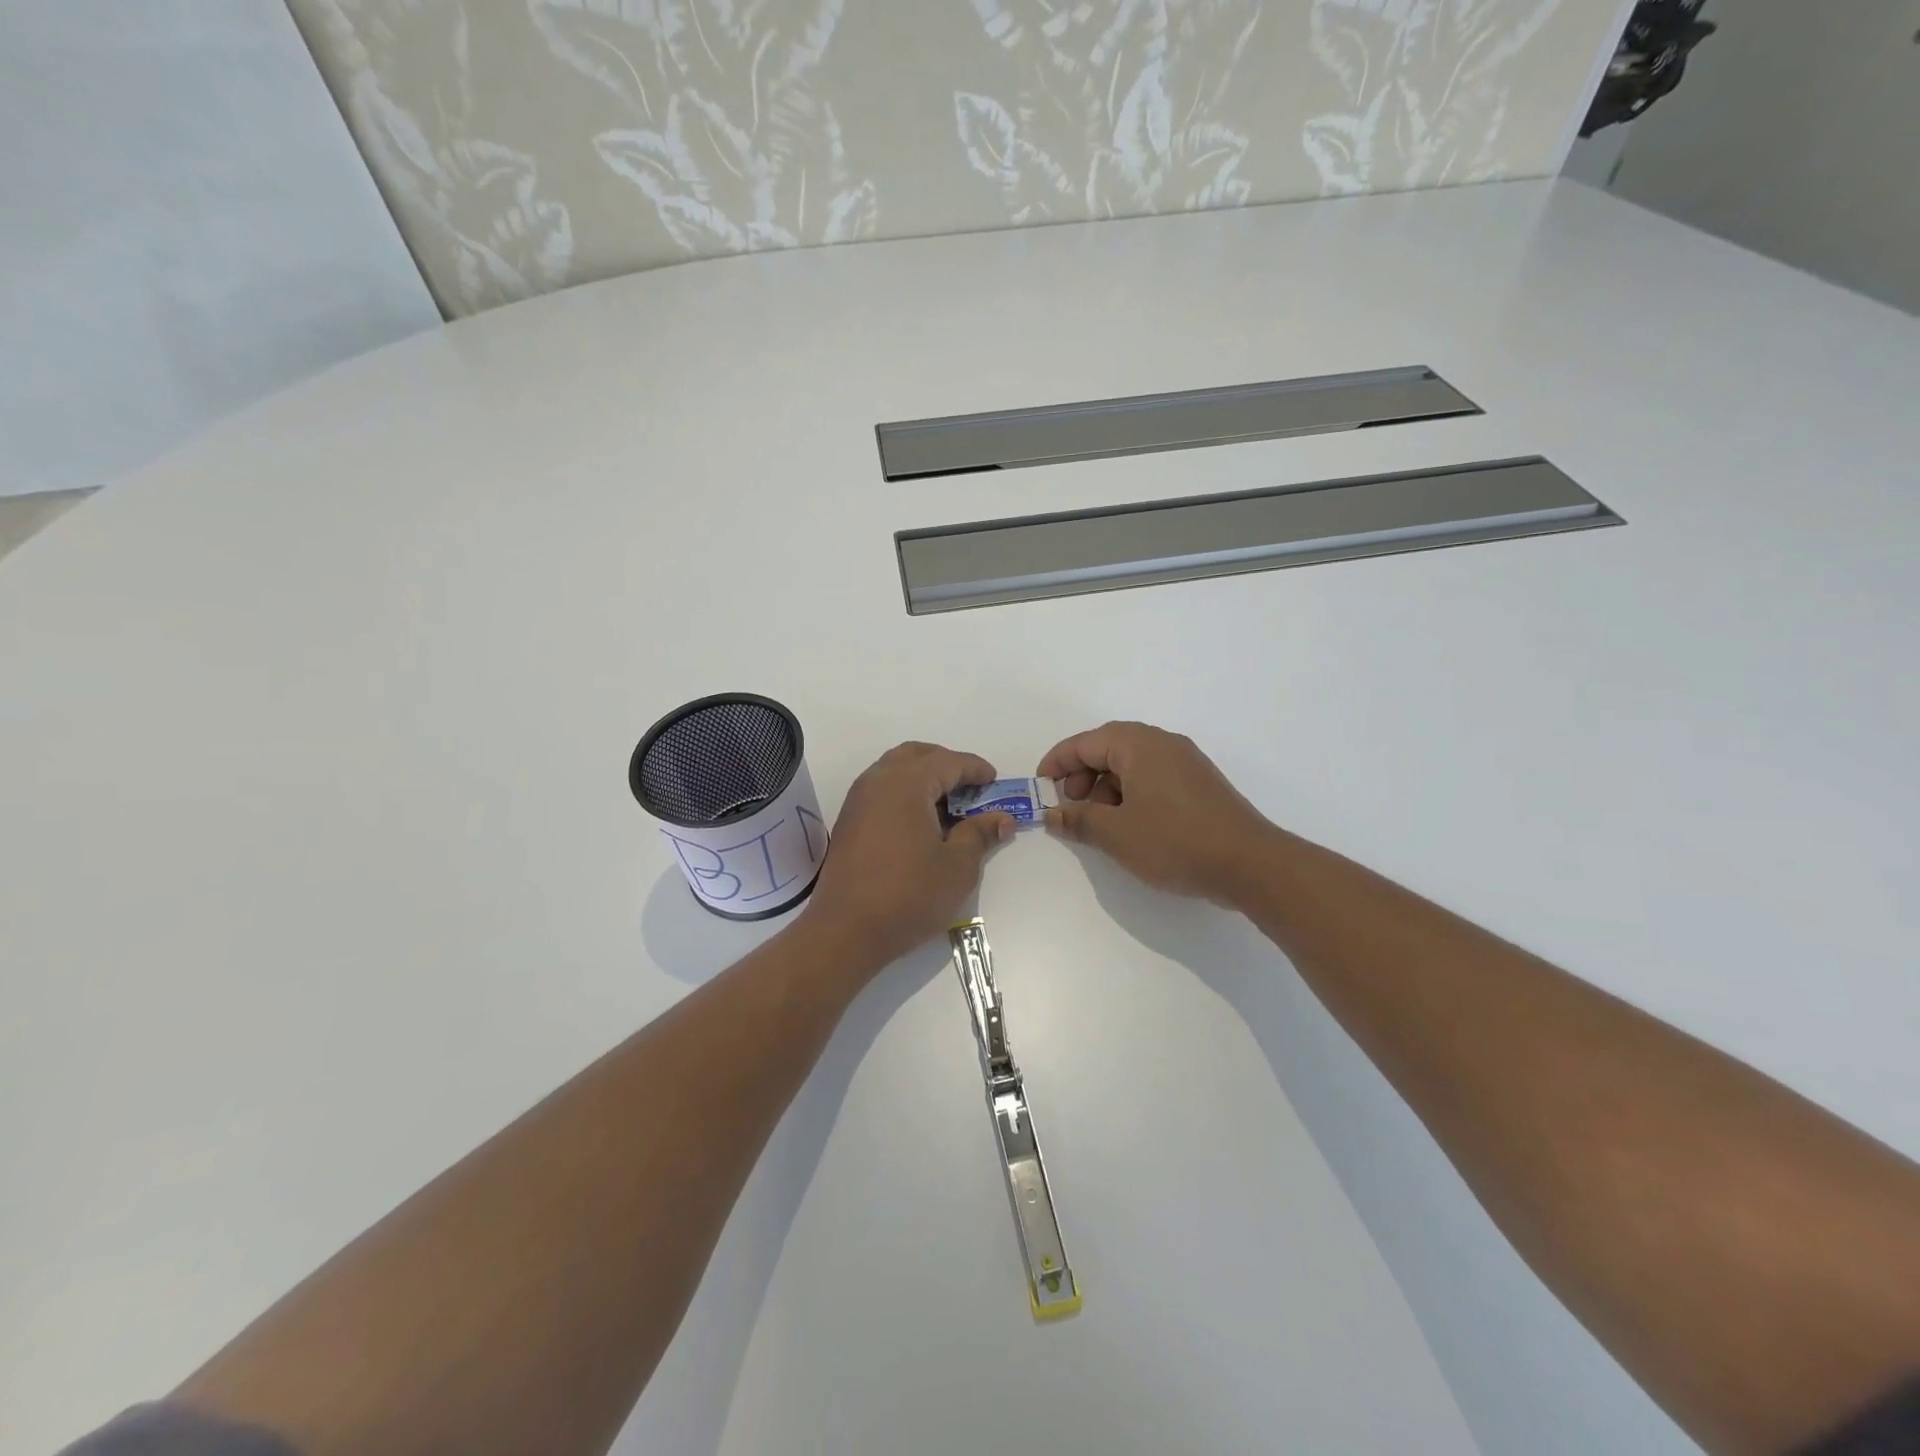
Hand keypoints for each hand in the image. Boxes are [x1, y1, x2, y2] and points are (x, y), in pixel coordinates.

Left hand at [803, 742, 1012, 970]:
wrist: (845, 931)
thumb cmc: (908, 895)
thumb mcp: (957, 867)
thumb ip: (980, 834)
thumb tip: (1001, 819)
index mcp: (906, 783)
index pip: (948, 762)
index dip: (975, 769)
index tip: (995, 781)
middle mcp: (878, 781)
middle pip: (917, 755)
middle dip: (947, 764)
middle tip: (971, 788)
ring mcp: (858, 800)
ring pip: (895, 770)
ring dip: (924, 778)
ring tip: (949, 806)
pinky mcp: (849, 821)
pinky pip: (882, 790)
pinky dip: (905, 793)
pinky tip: (921, 823)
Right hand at [1037, 722, 1272, 904]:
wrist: (1250, 864)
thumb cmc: (1175, 841)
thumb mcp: (1116, 834)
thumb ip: (1078, 820)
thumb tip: (1052, 815)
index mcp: (1138, 745)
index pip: (1085, 743)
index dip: (1057, 763)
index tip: (1040, 788)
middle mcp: (1162, 744)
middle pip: (1108, 748)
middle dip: (1082, 775)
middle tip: (1071, 807)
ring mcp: (1186, 762)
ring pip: (1132, 764)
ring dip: (1107, 788)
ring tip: (1101, 823)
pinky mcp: (1200, 784)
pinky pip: (1153, 777)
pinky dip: (1131, 794)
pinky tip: (1131, 826)